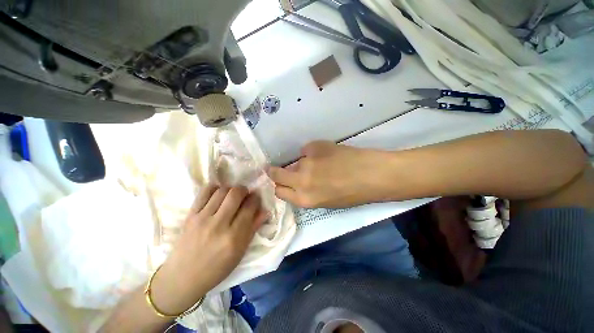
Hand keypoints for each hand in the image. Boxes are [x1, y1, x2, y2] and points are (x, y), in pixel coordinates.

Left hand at [150, 186, 266, 314]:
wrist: (183, 277)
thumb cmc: (217, 268)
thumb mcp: (240, 252)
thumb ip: (253, 228)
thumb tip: (264, 210)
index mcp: (234, 237)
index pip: (249, 207)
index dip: (255, 198)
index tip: (255, 198)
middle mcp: (219, 225)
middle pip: (236, 194)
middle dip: (244, 190)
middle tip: (244, 195)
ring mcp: (202, 218)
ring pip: (222, 190)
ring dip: (231, 189)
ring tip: (231, 196)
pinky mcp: (190, 215)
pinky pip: (204, 192)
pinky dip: (215, 188)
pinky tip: (218, 194)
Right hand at [268, 141, 392, 207]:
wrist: (372, 175)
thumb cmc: (352, 195)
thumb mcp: (325, 201)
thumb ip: (306, 192)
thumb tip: (296, 180)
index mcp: (304, 200)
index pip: (279, 191)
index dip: (280, 186)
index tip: (281, 182)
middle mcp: (301, 182)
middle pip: (276, 174)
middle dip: (274, 172)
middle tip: (279, 169)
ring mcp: (307, 162)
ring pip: (295, 161)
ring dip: (303, 163)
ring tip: (322, 164)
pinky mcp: (315, 147)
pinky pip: (307, 150)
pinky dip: (313, 152)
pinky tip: (328, 155)